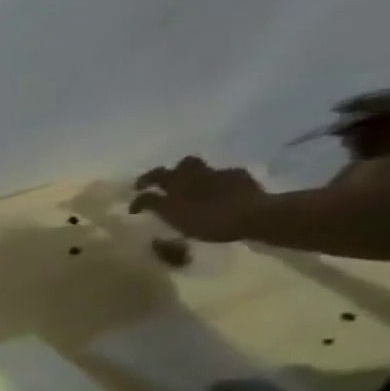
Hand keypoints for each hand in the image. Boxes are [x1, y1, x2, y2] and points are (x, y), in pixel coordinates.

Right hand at [129, 156, 266, 242]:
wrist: (255, 214)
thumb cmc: (212, 223)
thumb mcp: (180, 224)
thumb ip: (164, 212)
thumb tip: (151, 205)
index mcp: (171, 192)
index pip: (145, 195)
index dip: (137, 201)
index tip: (134, 210)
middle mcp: (188, 179)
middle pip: (165, 171)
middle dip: (155, 177)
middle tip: (153, 185)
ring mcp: (213, 174)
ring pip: (193, 166)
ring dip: (186, 173)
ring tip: (188, 184)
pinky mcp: (235, 174)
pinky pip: (221, 174)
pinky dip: (216, 180)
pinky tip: (221, 190)